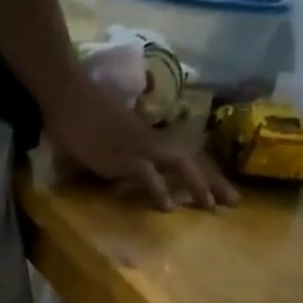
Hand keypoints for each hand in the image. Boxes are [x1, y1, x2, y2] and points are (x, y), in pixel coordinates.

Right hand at [42, 73, 236, 210]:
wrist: (68, 95)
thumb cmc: (80, 116)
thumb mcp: (103, 141)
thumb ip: (110, 158)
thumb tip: (109, 174)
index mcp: (149, 138)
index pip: (184, 154)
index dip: (204, 171)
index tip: (220, 190)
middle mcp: (151, 141)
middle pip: (192, 160)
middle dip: (214, 181)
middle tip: (233, 203)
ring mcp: (138, 148)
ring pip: (179, 164)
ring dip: (197, 184)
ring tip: (210, 207)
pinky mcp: (122, 157)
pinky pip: (147, 175)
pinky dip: (159, 190)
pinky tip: (168, 208)